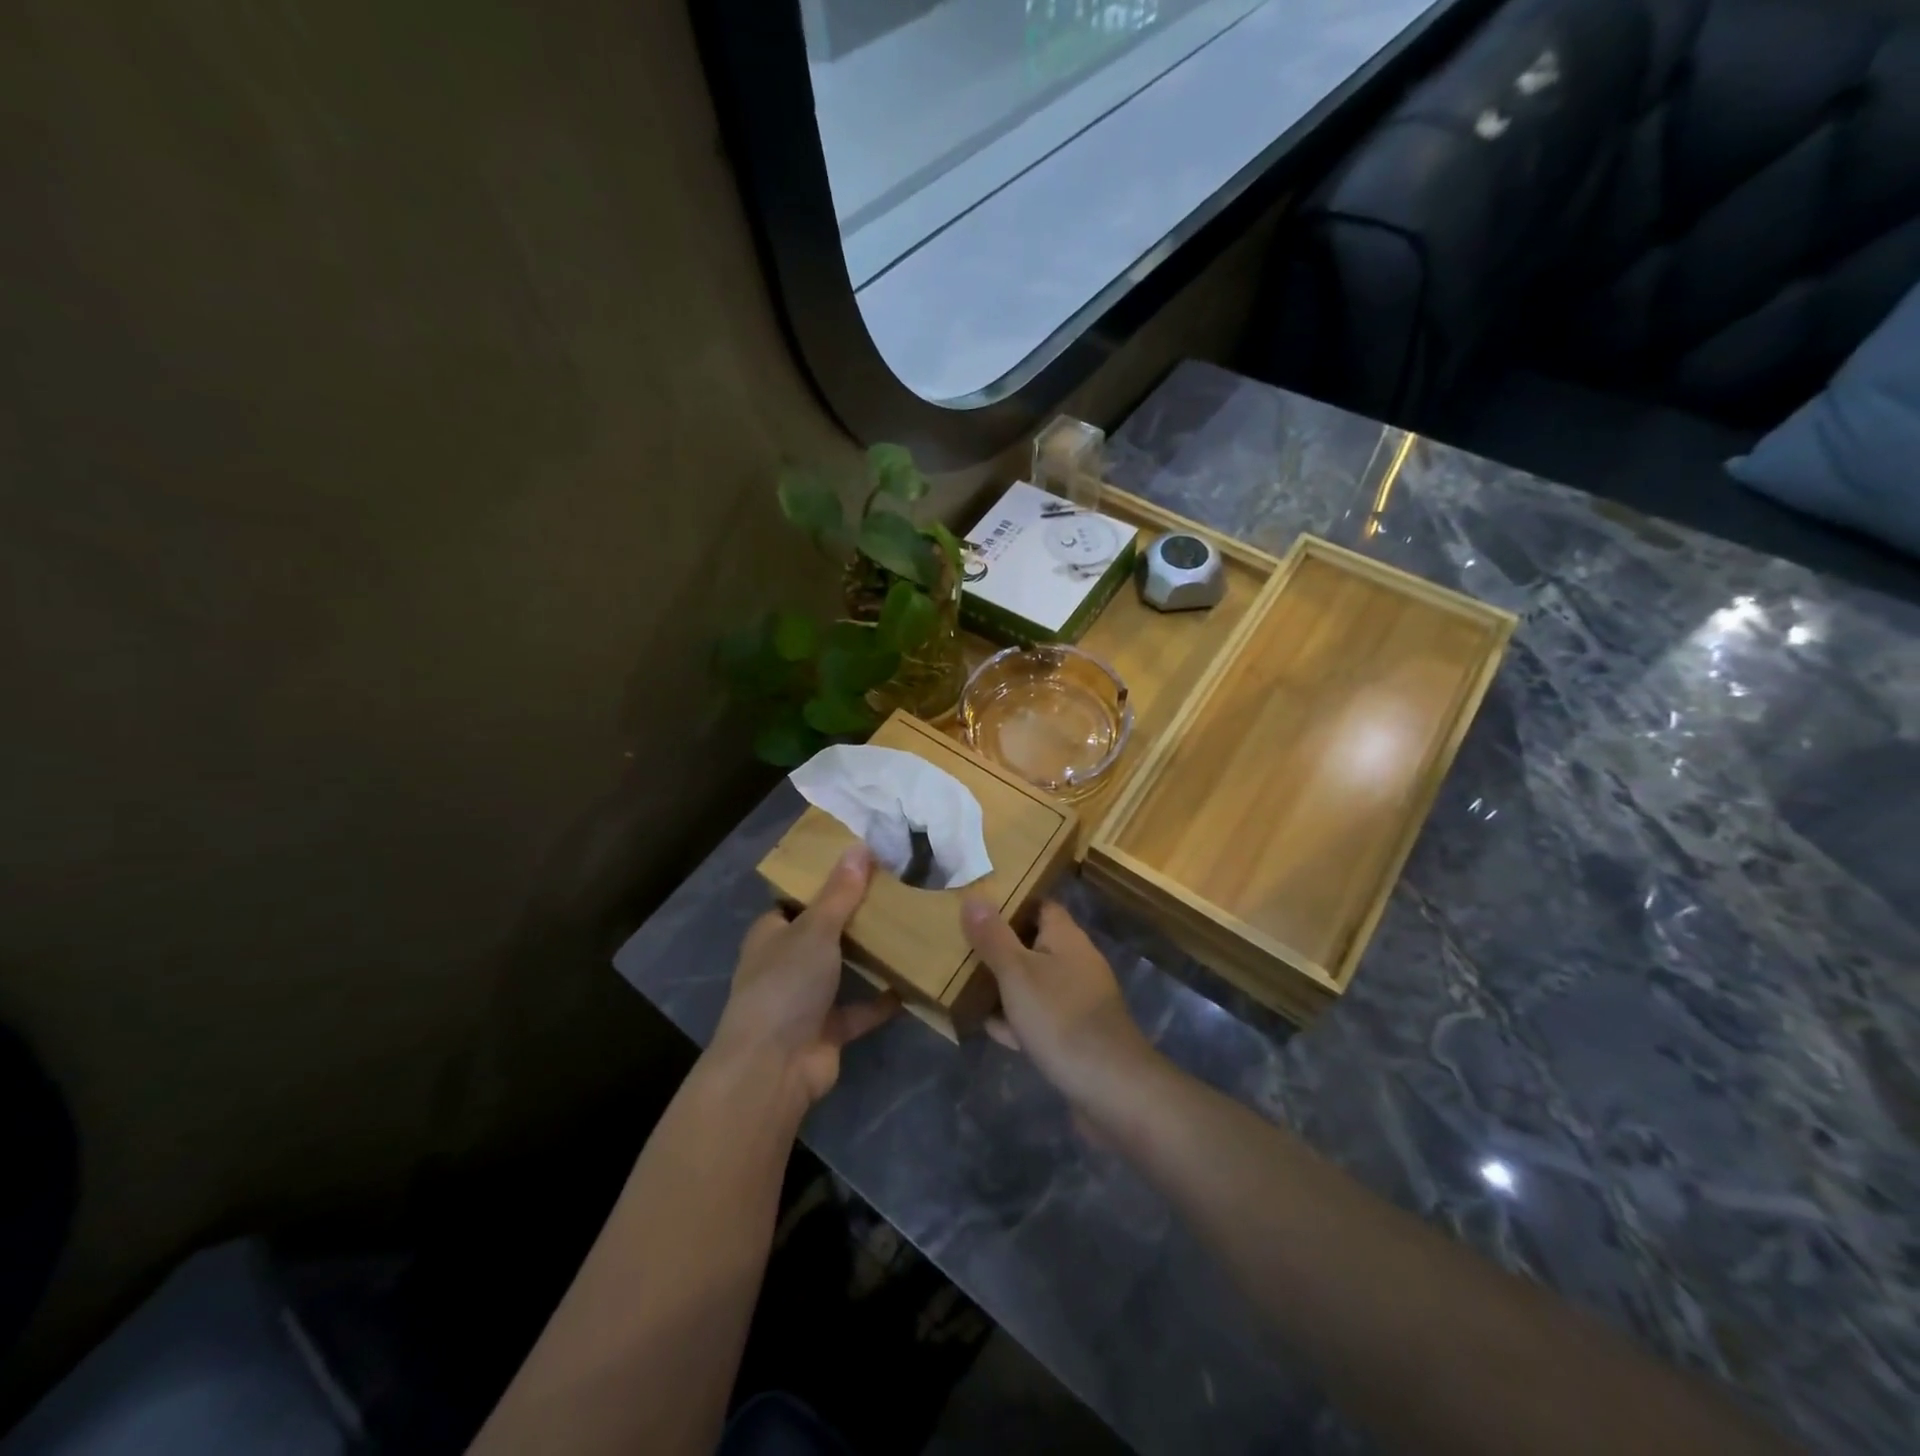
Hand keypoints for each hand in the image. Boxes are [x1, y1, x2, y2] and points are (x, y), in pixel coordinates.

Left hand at [713, 844, 898, 1107]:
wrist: (774, 1067)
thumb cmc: (786, 984)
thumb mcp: (815, 929)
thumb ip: (840, 892)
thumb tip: (860, 845)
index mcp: (772, 934)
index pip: (797, 900)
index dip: (825, 883)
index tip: (863, 865)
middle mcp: (785, 963)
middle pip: (823, 933)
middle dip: (854, 918)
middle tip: (896, 893)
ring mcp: (805, 999)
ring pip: (842, 970)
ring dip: (869, 958)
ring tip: (909, 929)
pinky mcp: (827, 1030)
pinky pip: (860, 1009)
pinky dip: (882, 1001)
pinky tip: (913, 982)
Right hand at [961, 898, 1159, 1122]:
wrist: (1109, 1085)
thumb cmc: (1059, 1017)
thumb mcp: (1016, 972)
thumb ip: (993, 937)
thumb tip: (974, 897)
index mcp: (1066, 937)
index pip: (1040, 905)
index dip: (1011, 903)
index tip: (978, 907)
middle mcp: (1076, 962)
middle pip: (1034, 944)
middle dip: (1001, 948)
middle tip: (962, 947)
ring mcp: (1078, 999)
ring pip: (1035, 982)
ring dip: (1006, 986)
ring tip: (967, 985)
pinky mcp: (1076, 1033)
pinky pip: (1041, 1016)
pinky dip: (1018, 1019)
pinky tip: (992, 1028)